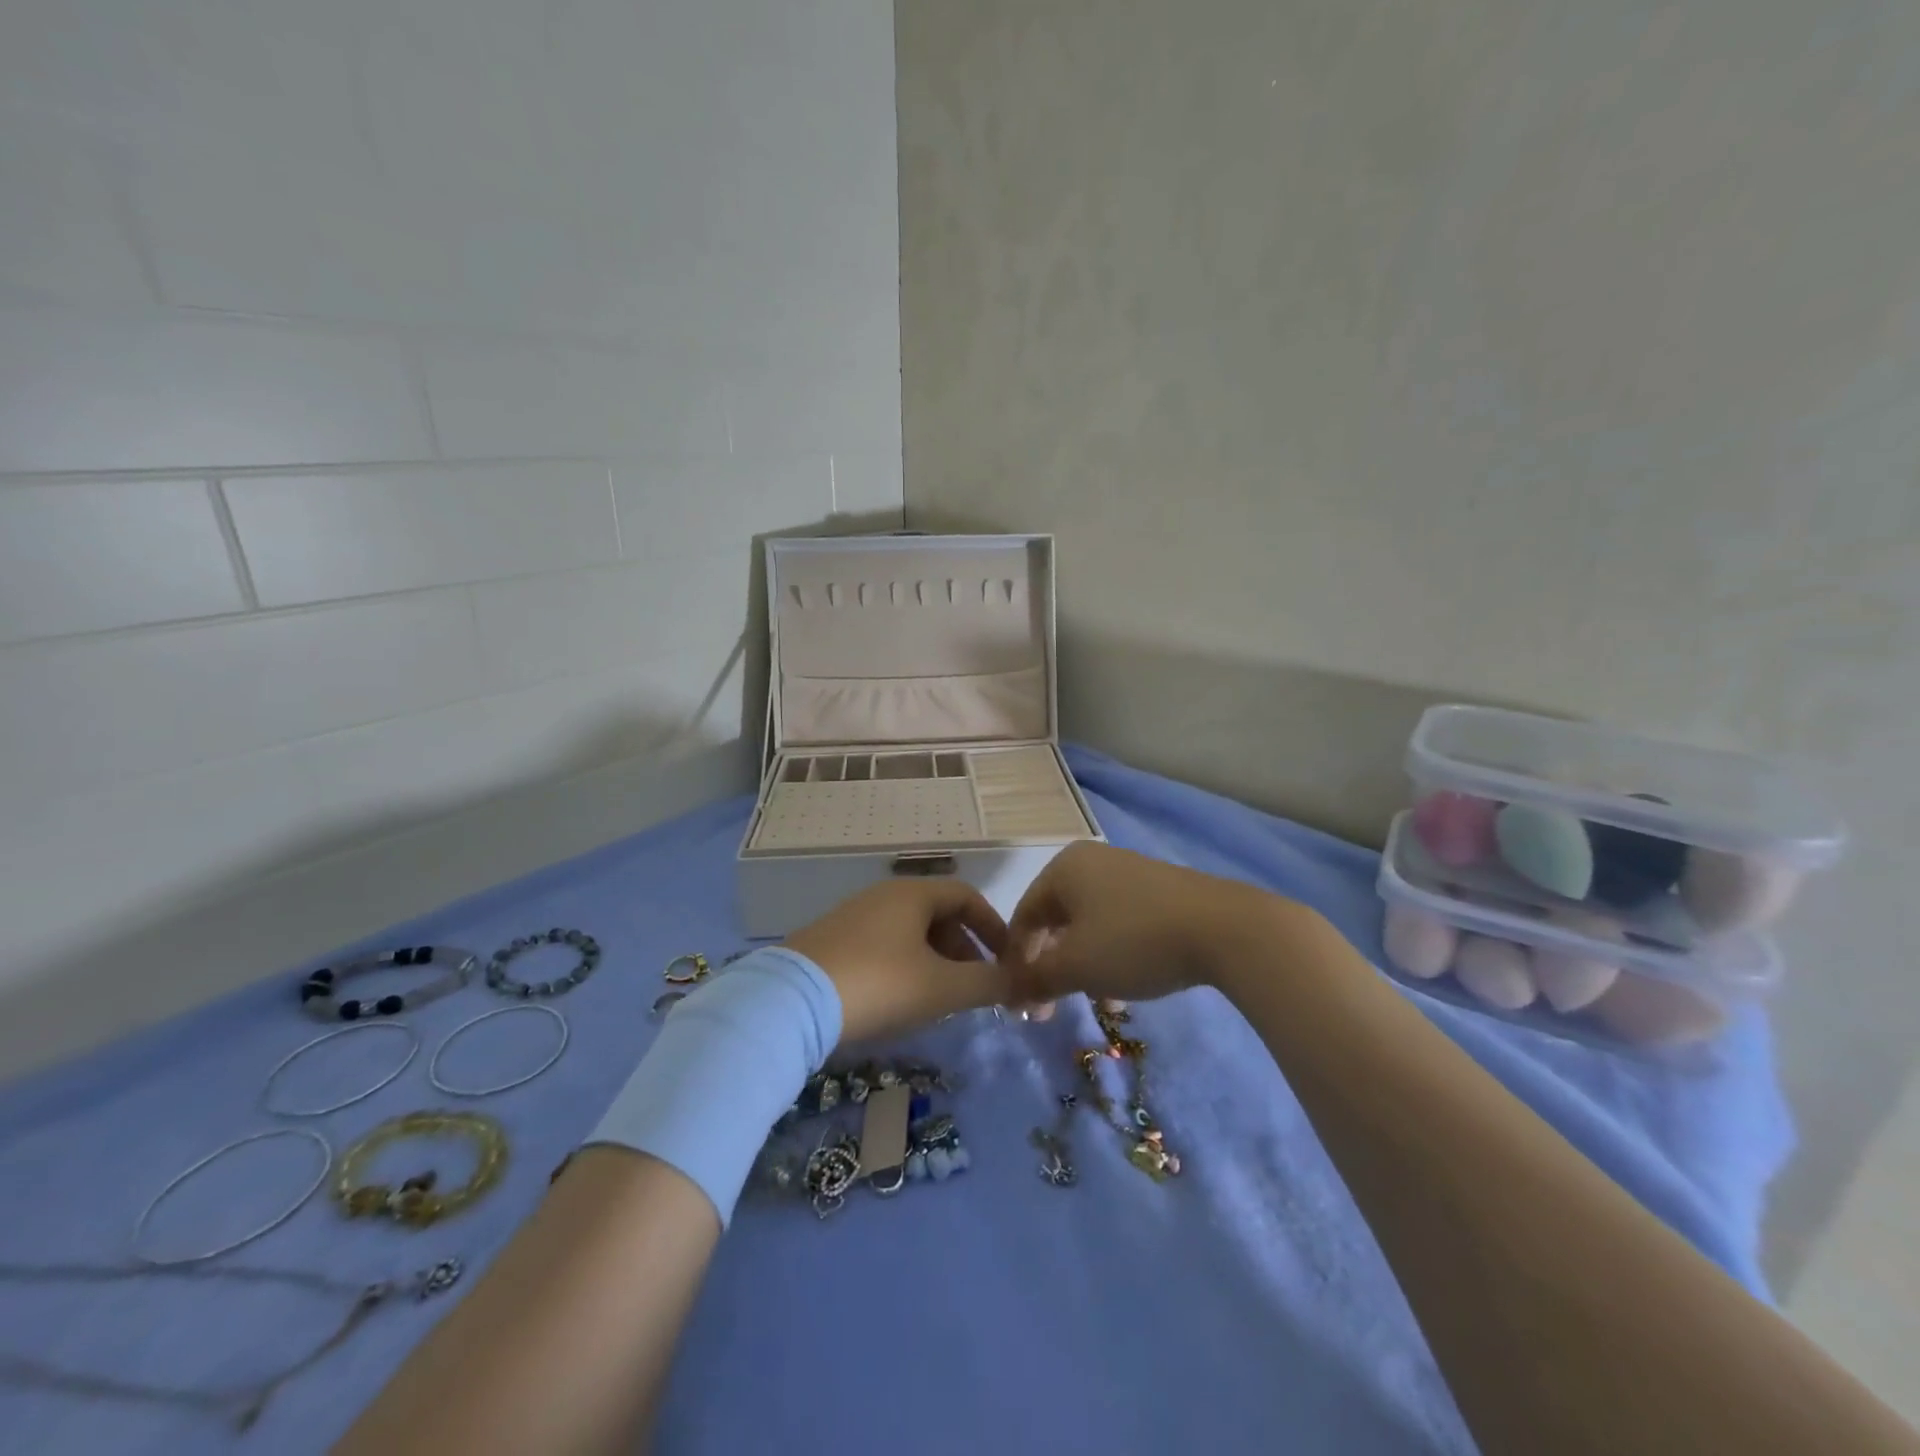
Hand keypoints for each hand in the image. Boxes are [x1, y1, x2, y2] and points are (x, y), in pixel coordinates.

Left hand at [783, 878, 1013, 1044]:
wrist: (791, 1003)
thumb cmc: (879, 984)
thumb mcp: (942, 988)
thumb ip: (988, 984)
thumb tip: (1021, 984)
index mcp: (913, 894)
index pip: (967, 897)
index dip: (993, 927)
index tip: (1007, 961)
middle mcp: (884, 896)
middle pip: (939, 915)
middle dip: (964, 951)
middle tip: (973, 988)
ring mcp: (853, 917)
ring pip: (910, 934)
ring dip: (935, 962)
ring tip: (940, 1000)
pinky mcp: (831, 942)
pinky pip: (883, 946)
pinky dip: (905, 967)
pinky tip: (899, 1001)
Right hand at [1005, 842, 1286, 1005]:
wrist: (1225, 929)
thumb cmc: (1134, 941)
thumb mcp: (1076, 966)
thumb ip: (1034, 979)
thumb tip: (1007, 992)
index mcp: (1063, 868)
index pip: (1023, 916)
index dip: (1016, 963)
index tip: (1022, 1005)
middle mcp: (1092, 862)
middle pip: (1055, 921)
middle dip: (1050, 968)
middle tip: (1052, 1008)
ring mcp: (1129, 873)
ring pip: (1089, 927)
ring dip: (1082, 968)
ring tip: (1094, 1003)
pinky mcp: (1160, 892)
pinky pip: (1119, 925)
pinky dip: (1112, 956)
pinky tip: (1125, 990)